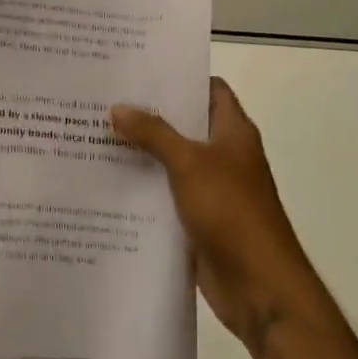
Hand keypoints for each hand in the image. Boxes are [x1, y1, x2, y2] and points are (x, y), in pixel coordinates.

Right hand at [111, 78, 321, 356]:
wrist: (260, 288)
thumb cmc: (232, 211)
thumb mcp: (189, 163)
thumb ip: (153, 133)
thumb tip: (117, 108)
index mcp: (233, 132)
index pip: (209, 89)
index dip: (180, 77)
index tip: (140, 70)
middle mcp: (224, 155)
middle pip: (185, 124)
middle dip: (149, 114)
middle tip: (106, 98)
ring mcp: (212, 189)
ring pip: (172, 161)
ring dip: (142, 152)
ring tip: (97, 133)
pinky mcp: (199, 220)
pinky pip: (166, 195)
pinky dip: (143, 188)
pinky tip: (108, 180)